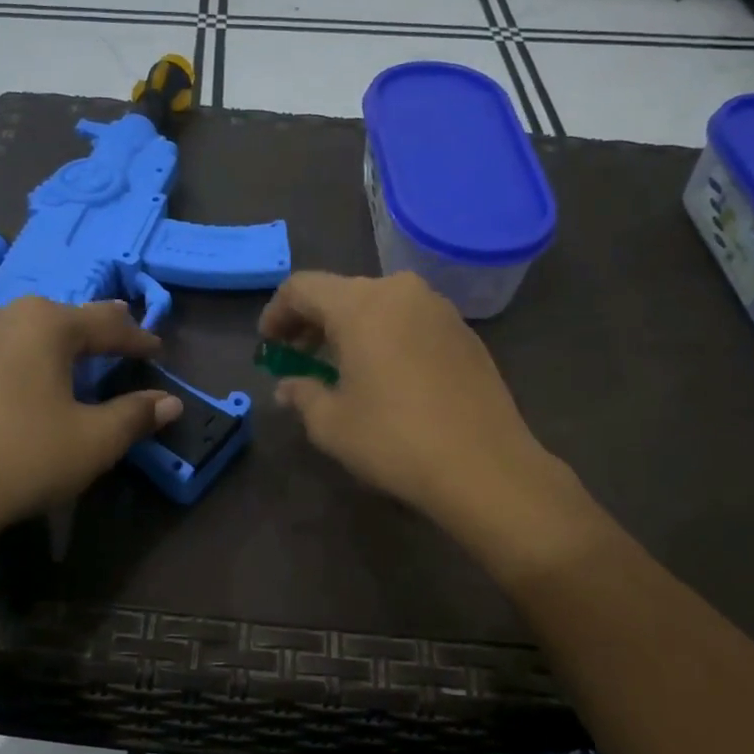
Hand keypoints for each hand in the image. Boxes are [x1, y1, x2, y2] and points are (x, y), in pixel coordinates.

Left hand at [0, 297, 180, 547]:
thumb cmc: (24, 458)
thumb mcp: (94, 441)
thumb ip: (136, 415)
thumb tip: (171, 403)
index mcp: (45, 323)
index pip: (107, 324)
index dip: (138, 338)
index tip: (158, 349)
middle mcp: (4, 316)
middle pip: (65, 317)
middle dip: (98, 327)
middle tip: (123, 328)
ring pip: (28, 329)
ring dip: (58, 339)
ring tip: (78, 345)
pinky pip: (1, 349)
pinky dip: (27, 356)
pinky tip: (29, 372)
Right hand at [259, 271, 601, 581]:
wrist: (485, 466)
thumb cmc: (395, 440)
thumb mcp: (332, 424)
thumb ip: (302, 394)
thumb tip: (289, 387)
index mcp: (361, 304)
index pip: (302, 287)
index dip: (276, 313)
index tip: (268, 346)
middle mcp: (401, 292)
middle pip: (341, 292)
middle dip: (312, 321)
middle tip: (298, 357)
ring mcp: (439, 309)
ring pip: (379, 304)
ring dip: (350, 328)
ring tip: (341, 366)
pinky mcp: (464, 332)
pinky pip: (410, 321)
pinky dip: (386, 336)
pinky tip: (385, 374)